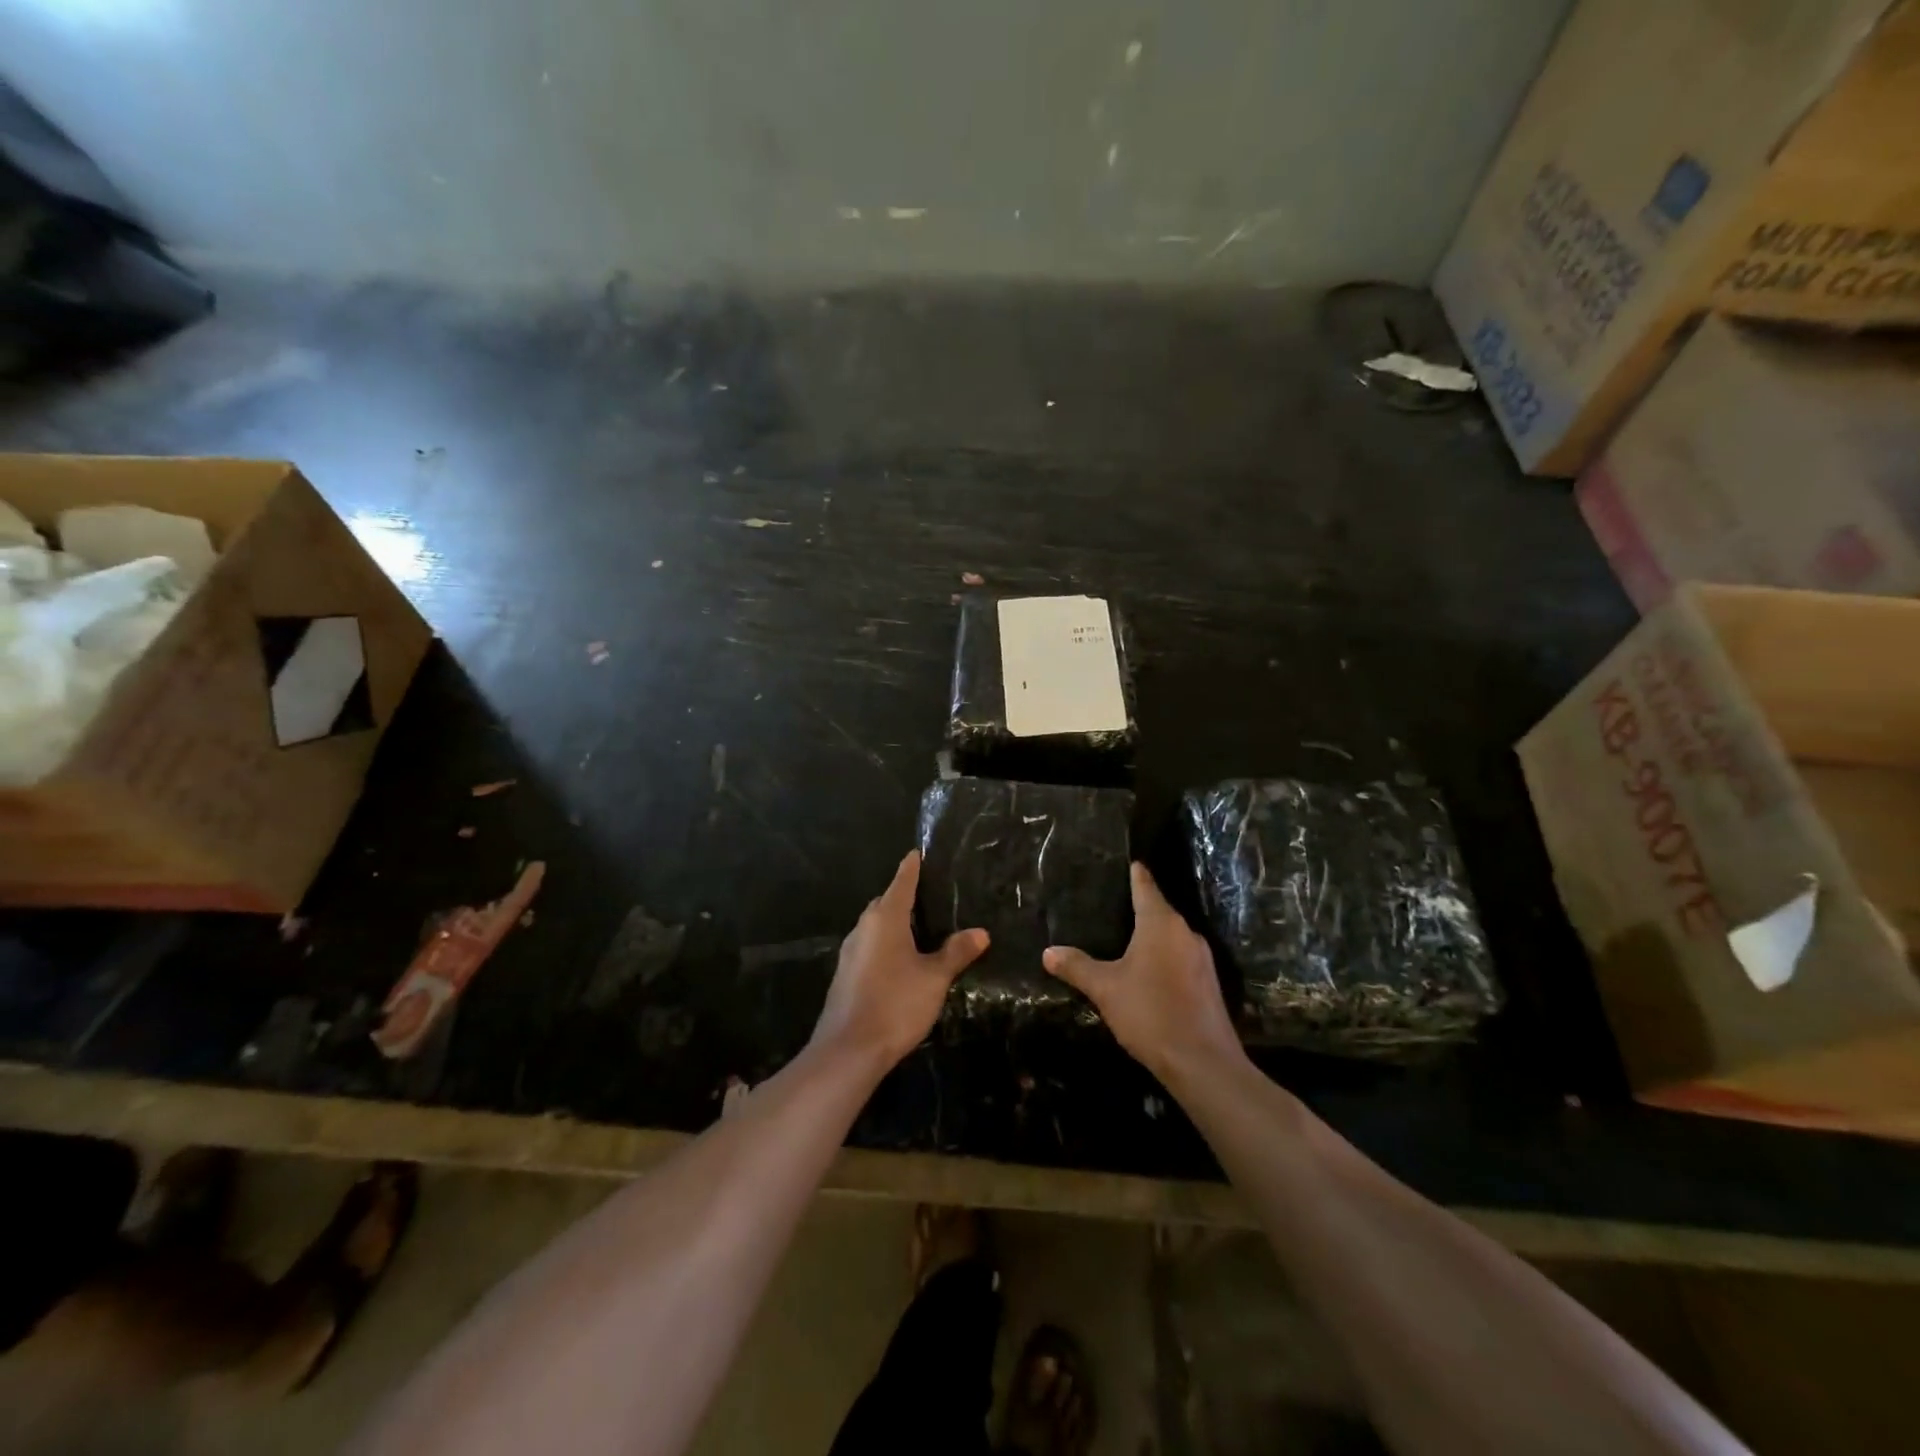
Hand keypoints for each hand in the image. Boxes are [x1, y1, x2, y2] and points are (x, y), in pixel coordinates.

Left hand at [810, 850, 988, 1069]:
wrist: (848, 1051)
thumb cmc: (895, 1004)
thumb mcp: (934, 978)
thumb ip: (956, 952)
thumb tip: (981, 932)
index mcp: (885, 919)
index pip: (901, 883)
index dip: (911, 868)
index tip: (917, 853)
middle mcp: (863, 929)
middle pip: (884, 903)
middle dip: (903, 897)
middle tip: (929, 896)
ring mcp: (850, 953)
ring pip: (875, 927)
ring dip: (894, 924)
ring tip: (920, 929)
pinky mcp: (845, 975)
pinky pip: (869, 948)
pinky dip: (885, 945)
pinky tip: (900, 961)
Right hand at [1044, 863, 1244, 1086]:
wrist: (1203, 1063)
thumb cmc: (1150, 1013)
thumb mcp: (1105, 988)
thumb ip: (1077, 967)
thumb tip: (1048, 952)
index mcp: (1161, 924)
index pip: (1146, 887)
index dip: (1136, 874)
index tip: (1131, 862)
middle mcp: (1186, 933)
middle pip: (1160, 911)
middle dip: (1140, 908)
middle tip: (1114, 905)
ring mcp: (1202, 959)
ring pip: (1171, 937)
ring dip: (1152, 937)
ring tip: (1126, 939)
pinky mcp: (1208, 984)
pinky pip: (1180, 959)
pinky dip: (1163, 958)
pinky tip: (1148, 973)